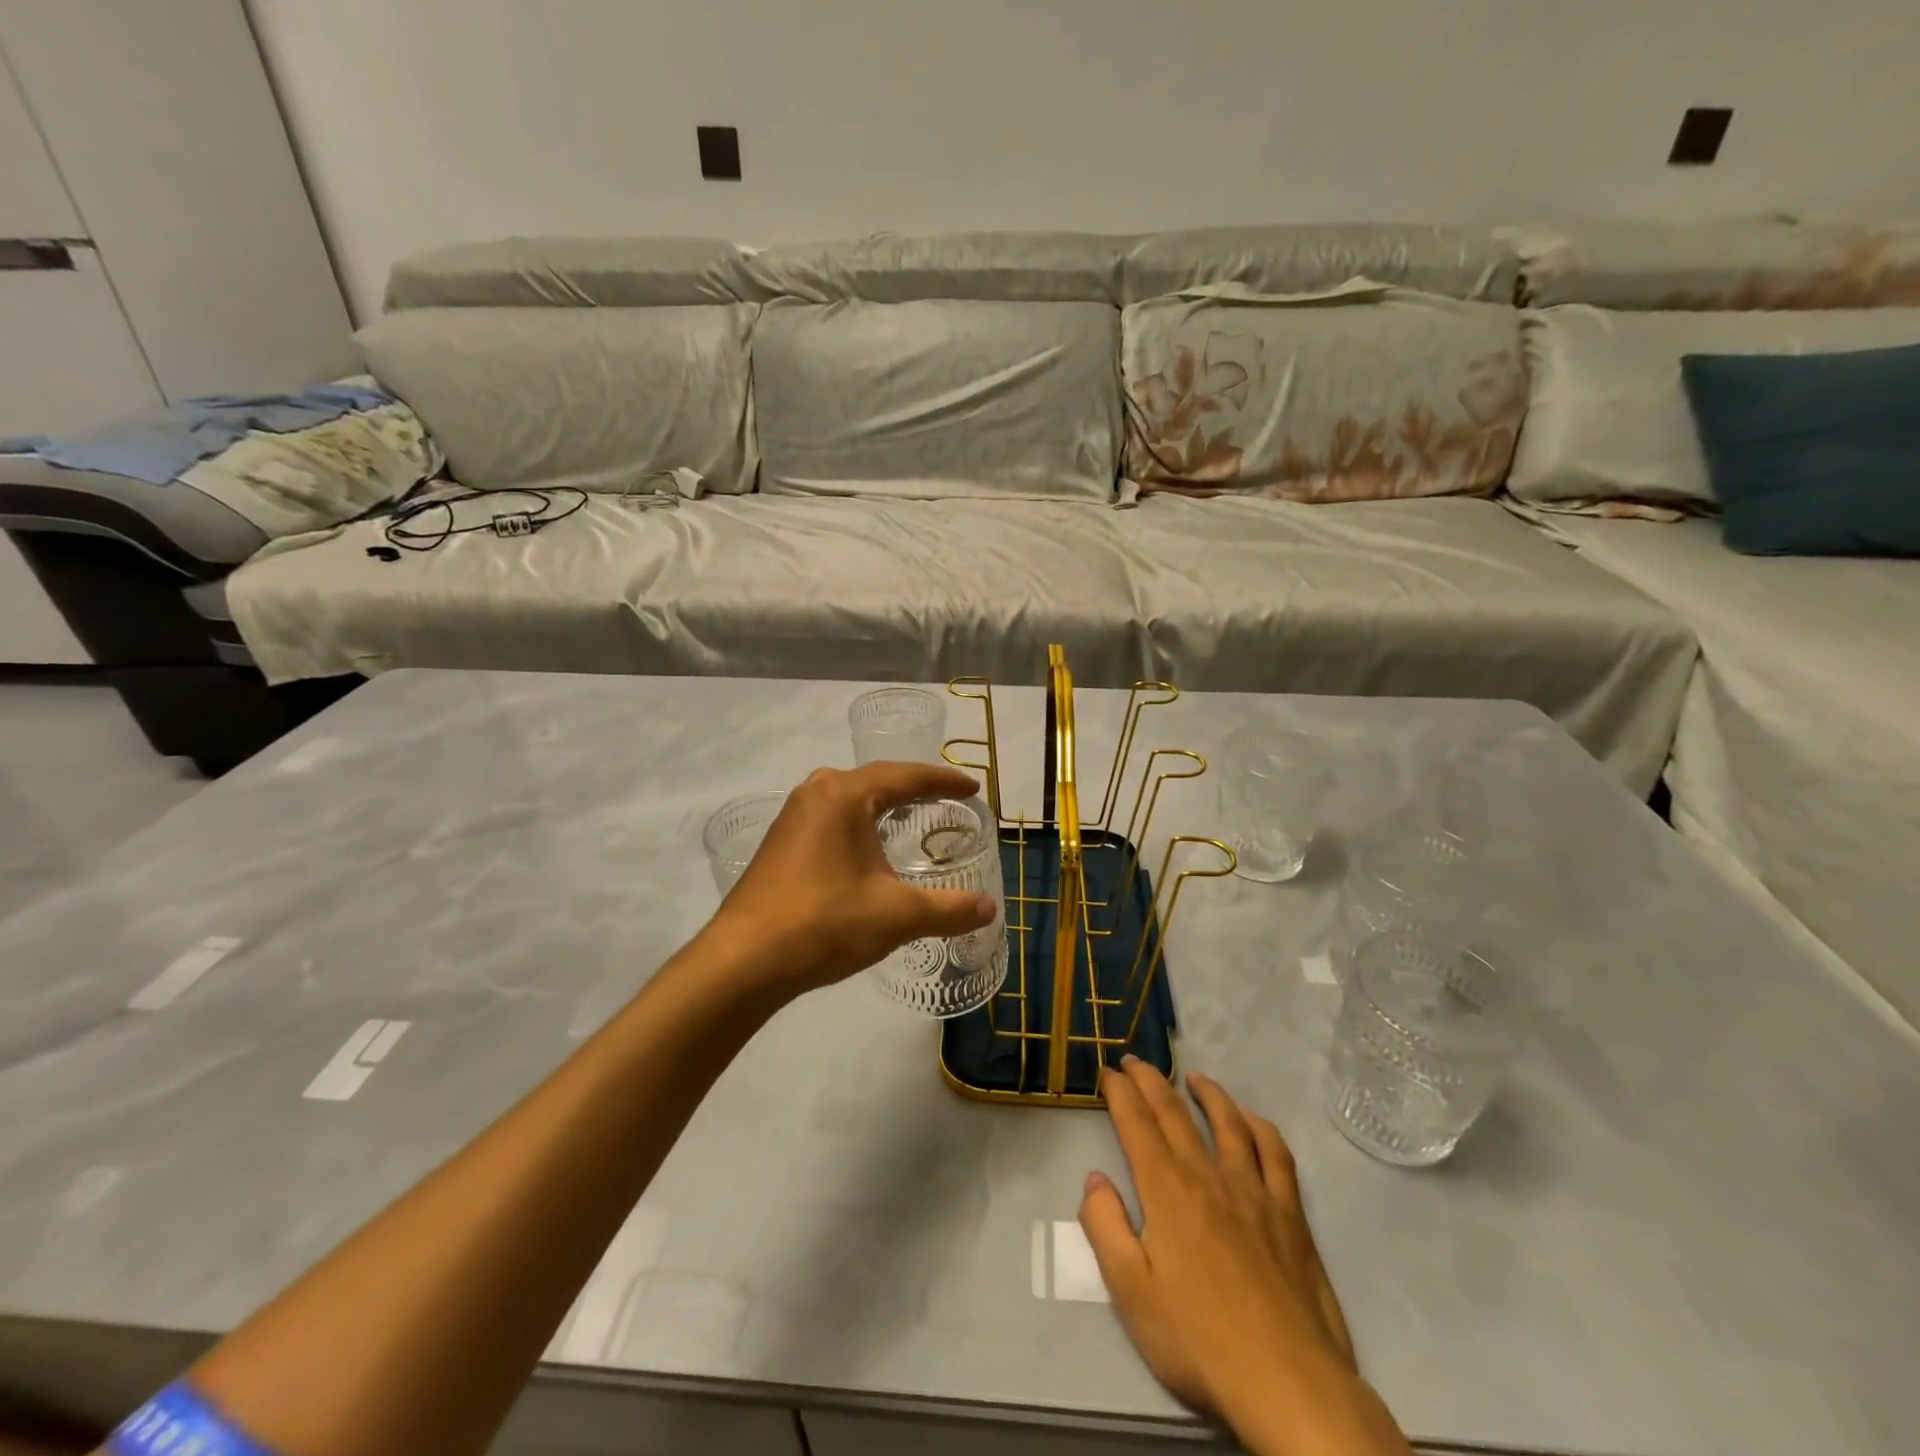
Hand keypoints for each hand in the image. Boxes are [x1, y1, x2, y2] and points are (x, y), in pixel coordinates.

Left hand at [704, 762, 997, 997]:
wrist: (742, 962)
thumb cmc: (824, 923)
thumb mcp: (896, 916)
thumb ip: (949, 909)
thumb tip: (990, 908)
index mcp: (844, 795)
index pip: (905, 776)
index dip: (944, 781)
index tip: (974, 787)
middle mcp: (815, 794)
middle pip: (876, 781)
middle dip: (913, 789)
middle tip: (946, 801)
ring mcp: (792, 817)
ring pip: (850, 800)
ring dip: (883, 806)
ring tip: (913, 818)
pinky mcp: (779, 843)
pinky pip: (831, 819)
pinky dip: (859, 825)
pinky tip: (868, 849)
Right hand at [1081, 1061, 1407, 1455]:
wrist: (1287, 1381)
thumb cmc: (1198, 1340)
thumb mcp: (1130, 1292)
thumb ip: (1105, 1227)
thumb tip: (1094, 1179)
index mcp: (1166, 1190)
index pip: (1136, 1125)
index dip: (1119, 1093)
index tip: (1107, 1071)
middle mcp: (1207, 1175)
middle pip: (1174, 1113)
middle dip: (1150, 1081)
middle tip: (1135, 1060)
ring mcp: (1253, 1190)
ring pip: (1227, 1122)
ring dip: (1207, 1093)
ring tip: (1193, 1077)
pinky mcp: (1290, 1213)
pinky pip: (1276, 1154)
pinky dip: (1260, 1127)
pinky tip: (1251, 1119)